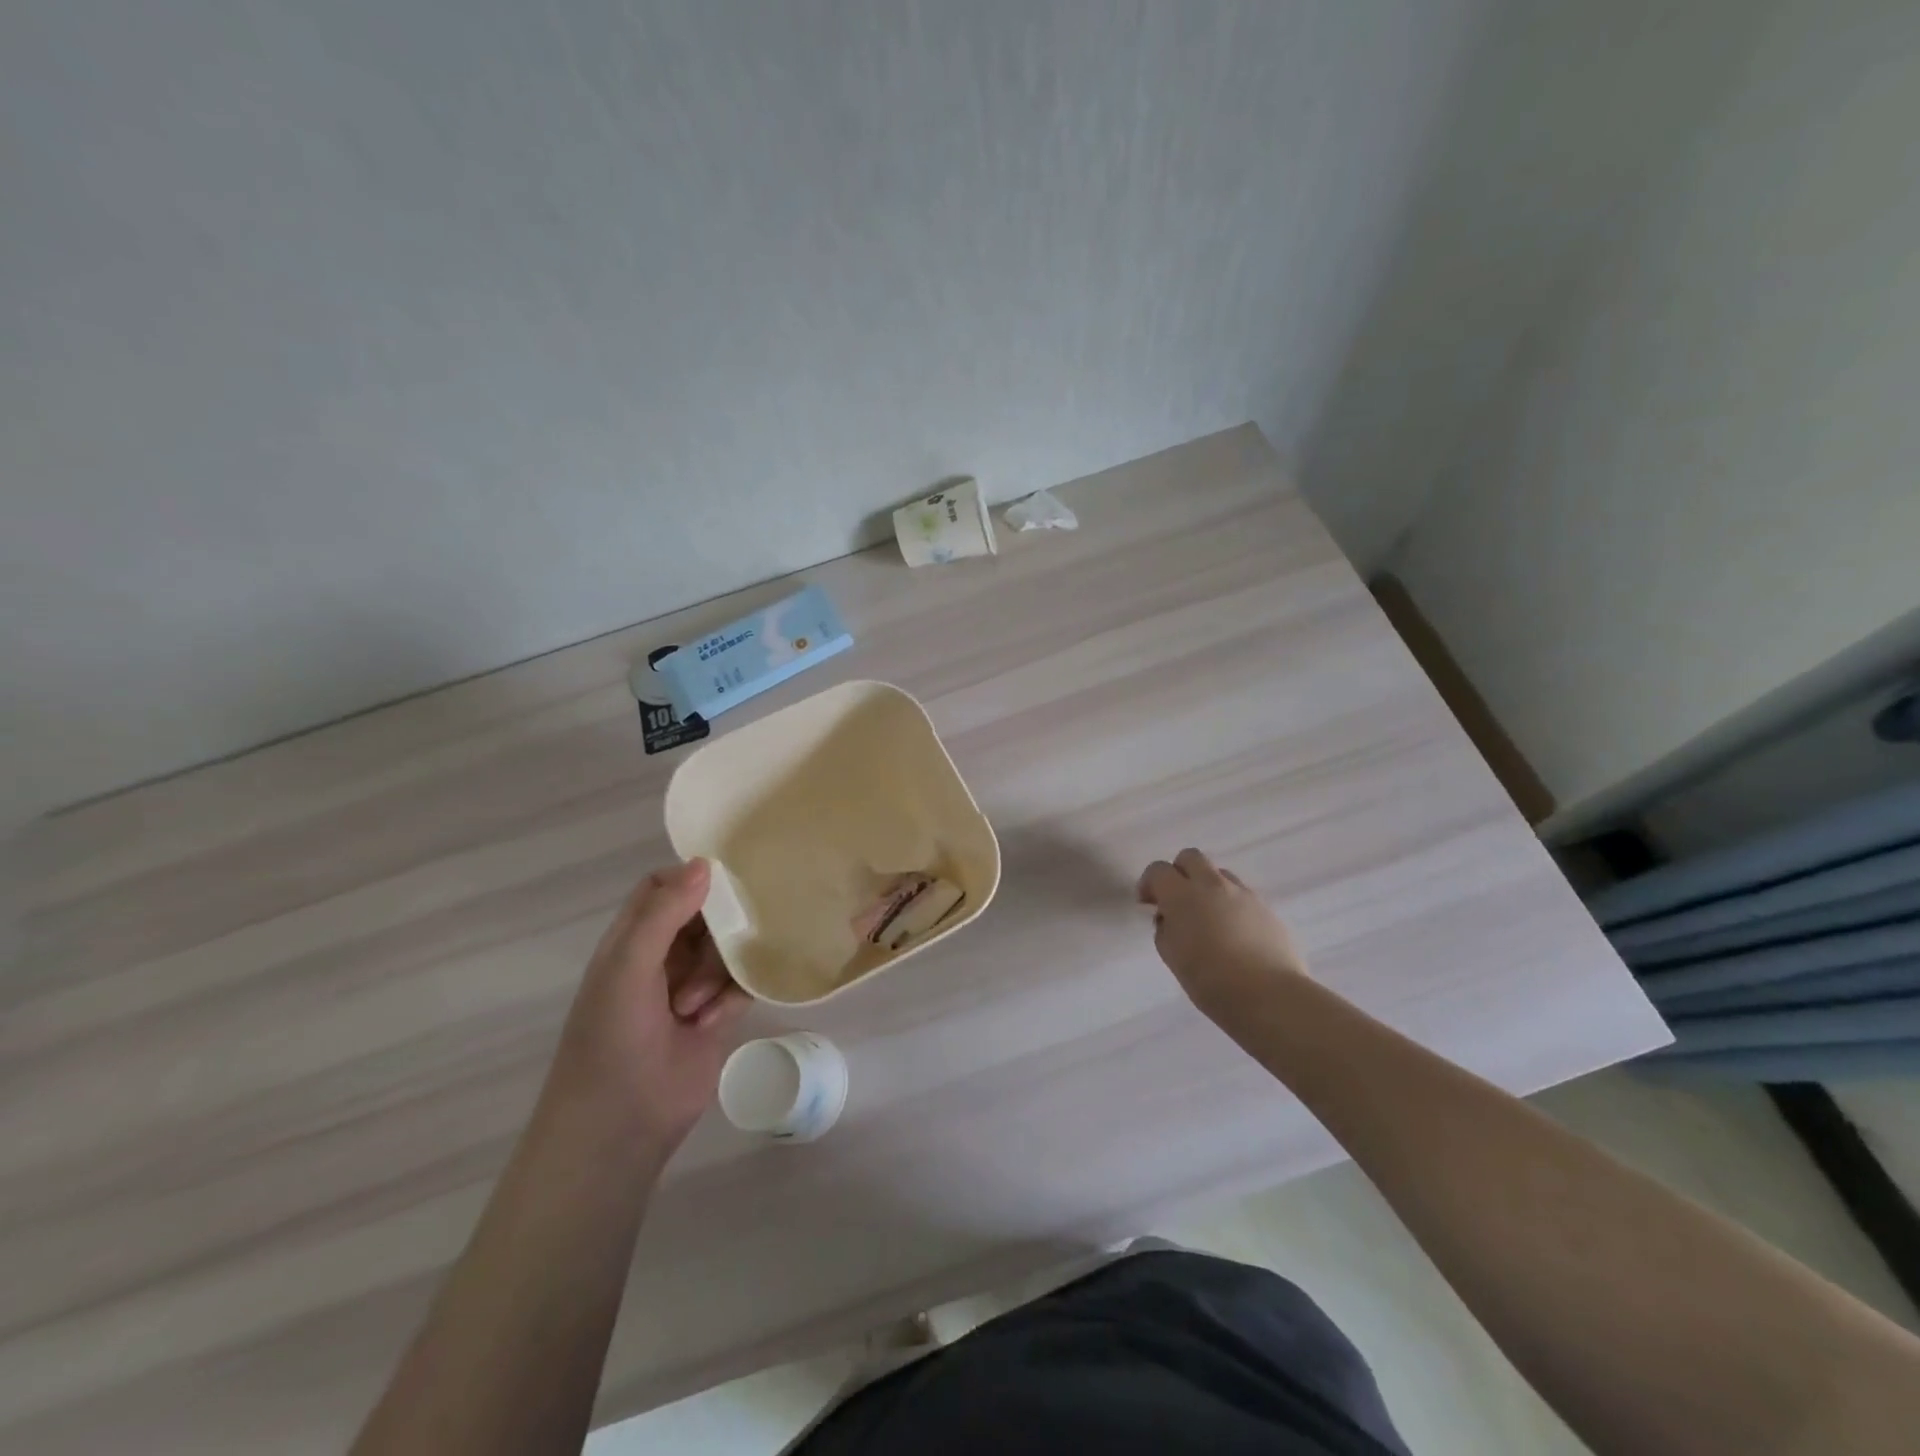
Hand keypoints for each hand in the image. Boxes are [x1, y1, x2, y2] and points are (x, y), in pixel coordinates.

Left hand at [551, 860, 747, 1155]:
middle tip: (721, 944)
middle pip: (704, 915)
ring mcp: (691, 986)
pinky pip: (741, 984)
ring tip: (697, 1006)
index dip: (690, 878)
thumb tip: (705, 863)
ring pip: (728, 949)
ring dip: (719, 971)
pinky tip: (713, 1021)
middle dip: (716, 929)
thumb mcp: (629, 967)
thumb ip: (663, 913)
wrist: (620, 1124)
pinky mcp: (717, 1015)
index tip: (724, 878)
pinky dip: (733, 997)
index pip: (663, 887)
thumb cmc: (612, 1038)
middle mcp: (662, 956)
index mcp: (631, 939)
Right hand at [1137, 848, 1308, 1021]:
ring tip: (1209, 919)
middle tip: (1177, 901)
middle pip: (1191, 857)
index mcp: (1182, 895)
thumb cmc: (1210, 980)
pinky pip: (1243, 896)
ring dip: (1208, 887)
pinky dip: (1232, 906)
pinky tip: (1235, 935)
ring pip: (1220, 874)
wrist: (1269, 996)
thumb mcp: (1172, 956)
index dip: (1149, 883)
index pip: (1158, 870)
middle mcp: (1213, 885)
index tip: (1147, 904)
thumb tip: (1170, 918)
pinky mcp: (1267, 908)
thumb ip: (1165, 929)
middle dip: (1179, 872)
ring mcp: (1244, 894)